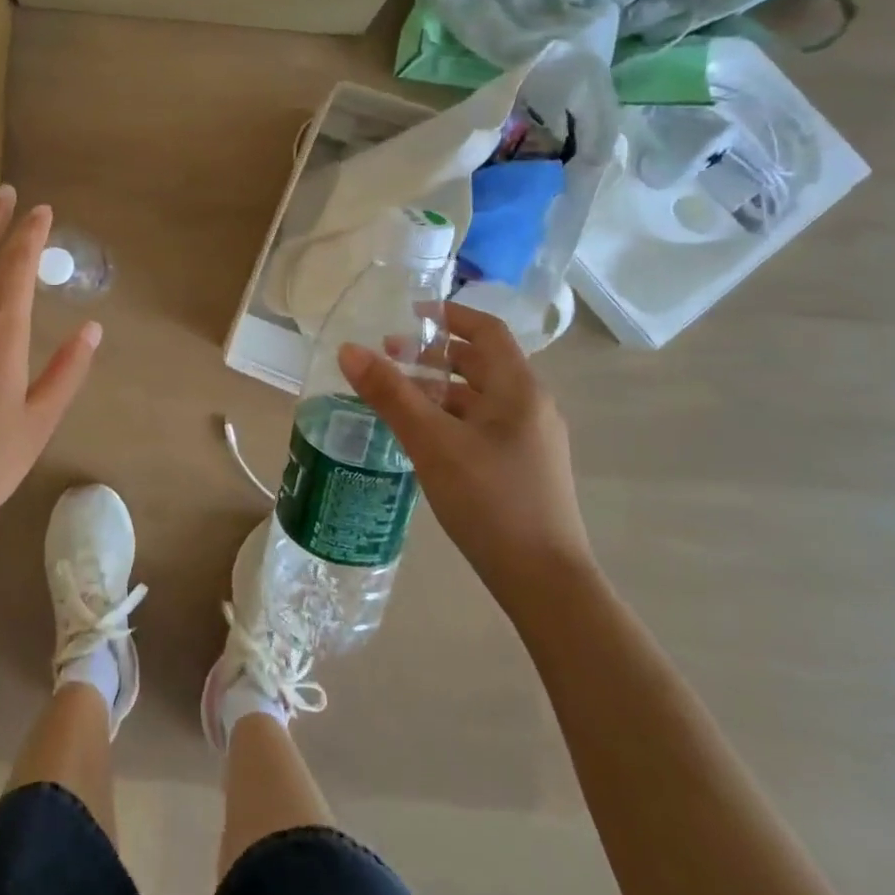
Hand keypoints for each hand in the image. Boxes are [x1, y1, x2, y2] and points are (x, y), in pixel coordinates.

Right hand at [338, 303, 591, 615]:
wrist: (545, 581)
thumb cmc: (490, 500)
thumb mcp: (432, 442)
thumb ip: (390, 394)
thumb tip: (349, 350)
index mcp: (519, 389)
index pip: (487, 331)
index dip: (450, 314)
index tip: (409, 313)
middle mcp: (531, 406)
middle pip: (482, 363)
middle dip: (435, 355)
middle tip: (390, 357)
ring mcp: (530, 440)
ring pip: (480, 398)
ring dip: (440, 389)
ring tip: (396, 396)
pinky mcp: (523, 468)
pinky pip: (483, 425)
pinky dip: (450, 417)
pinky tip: (422, 437)